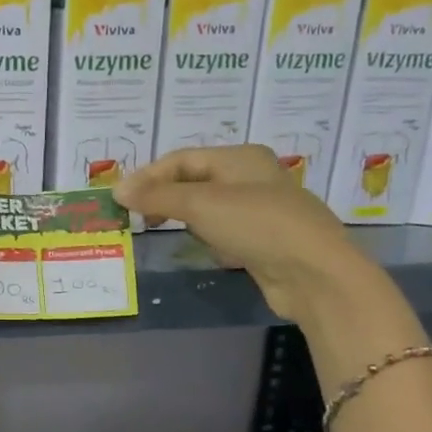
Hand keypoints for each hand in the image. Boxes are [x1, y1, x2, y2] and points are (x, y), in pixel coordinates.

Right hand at [115, 146, 366, 321]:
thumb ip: (158, 196)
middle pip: (194, 181)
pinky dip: (208, 238)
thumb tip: (118, 190)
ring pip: (208, 208)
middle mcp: (251, 178)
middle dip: (164, 197)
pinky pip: (224, 232)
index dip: (148, 176)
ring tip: (162, 231)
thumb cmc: (257, 225)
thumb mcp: (201, 205)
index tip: (120, 199)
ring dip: (185, 218)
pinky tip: (205, 250)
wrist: (313, 272)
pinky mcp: (263, 240)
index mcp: (240, 158)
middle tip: (137, 217)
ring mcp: (259, 210)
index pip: (182, 159)